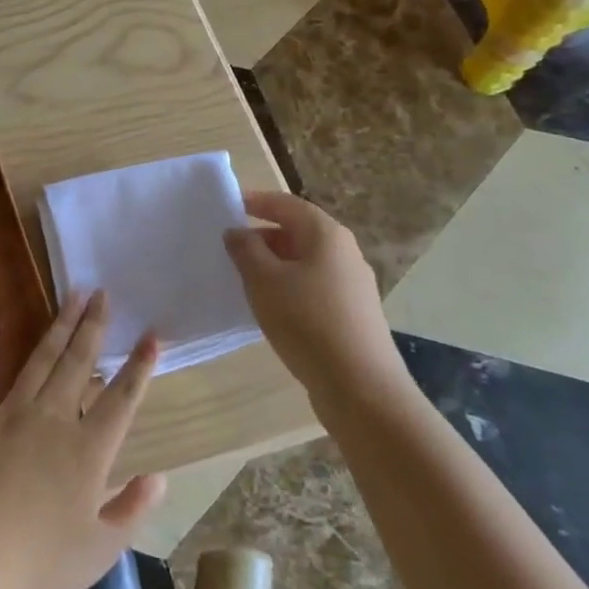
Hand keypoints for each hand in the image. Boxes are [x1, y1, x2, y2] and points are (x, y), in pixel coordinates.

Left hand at [0, 291, 165, 588]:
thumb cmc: (40, 568)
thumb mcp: (100, 550)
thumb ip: (132, 509)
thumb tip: (160, 476)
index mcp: (88, 450)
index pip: (122, 398)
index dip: (140, 366)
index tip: (153, 334)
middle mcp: (53, 419)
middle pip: (79, 363)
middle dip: (94, 326)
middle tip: (103, 293)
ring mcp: (10, 414)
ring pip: (41, 359)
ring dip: (58, 326)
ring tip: (72, 294)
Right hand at [223, 191, 409, 422]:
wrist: (360, 387)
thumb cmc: (307, 322)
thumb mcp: (264, 281)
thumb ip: (246, 250)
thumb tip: (237, 232)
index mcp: (326, 234)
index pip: (286, 204)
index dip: (255, 202)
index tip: (227, 207)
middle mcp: (344, 252)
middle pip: (297, 231)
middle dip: (262, 235)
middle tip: (228, 248)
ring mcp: (352, 284)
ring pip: (304, 261)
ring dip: (273, 264)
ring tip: (243, 279)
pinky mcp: (352, 312)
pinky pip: (313, 285)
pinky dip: (288, 286)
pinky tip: (270, 307)